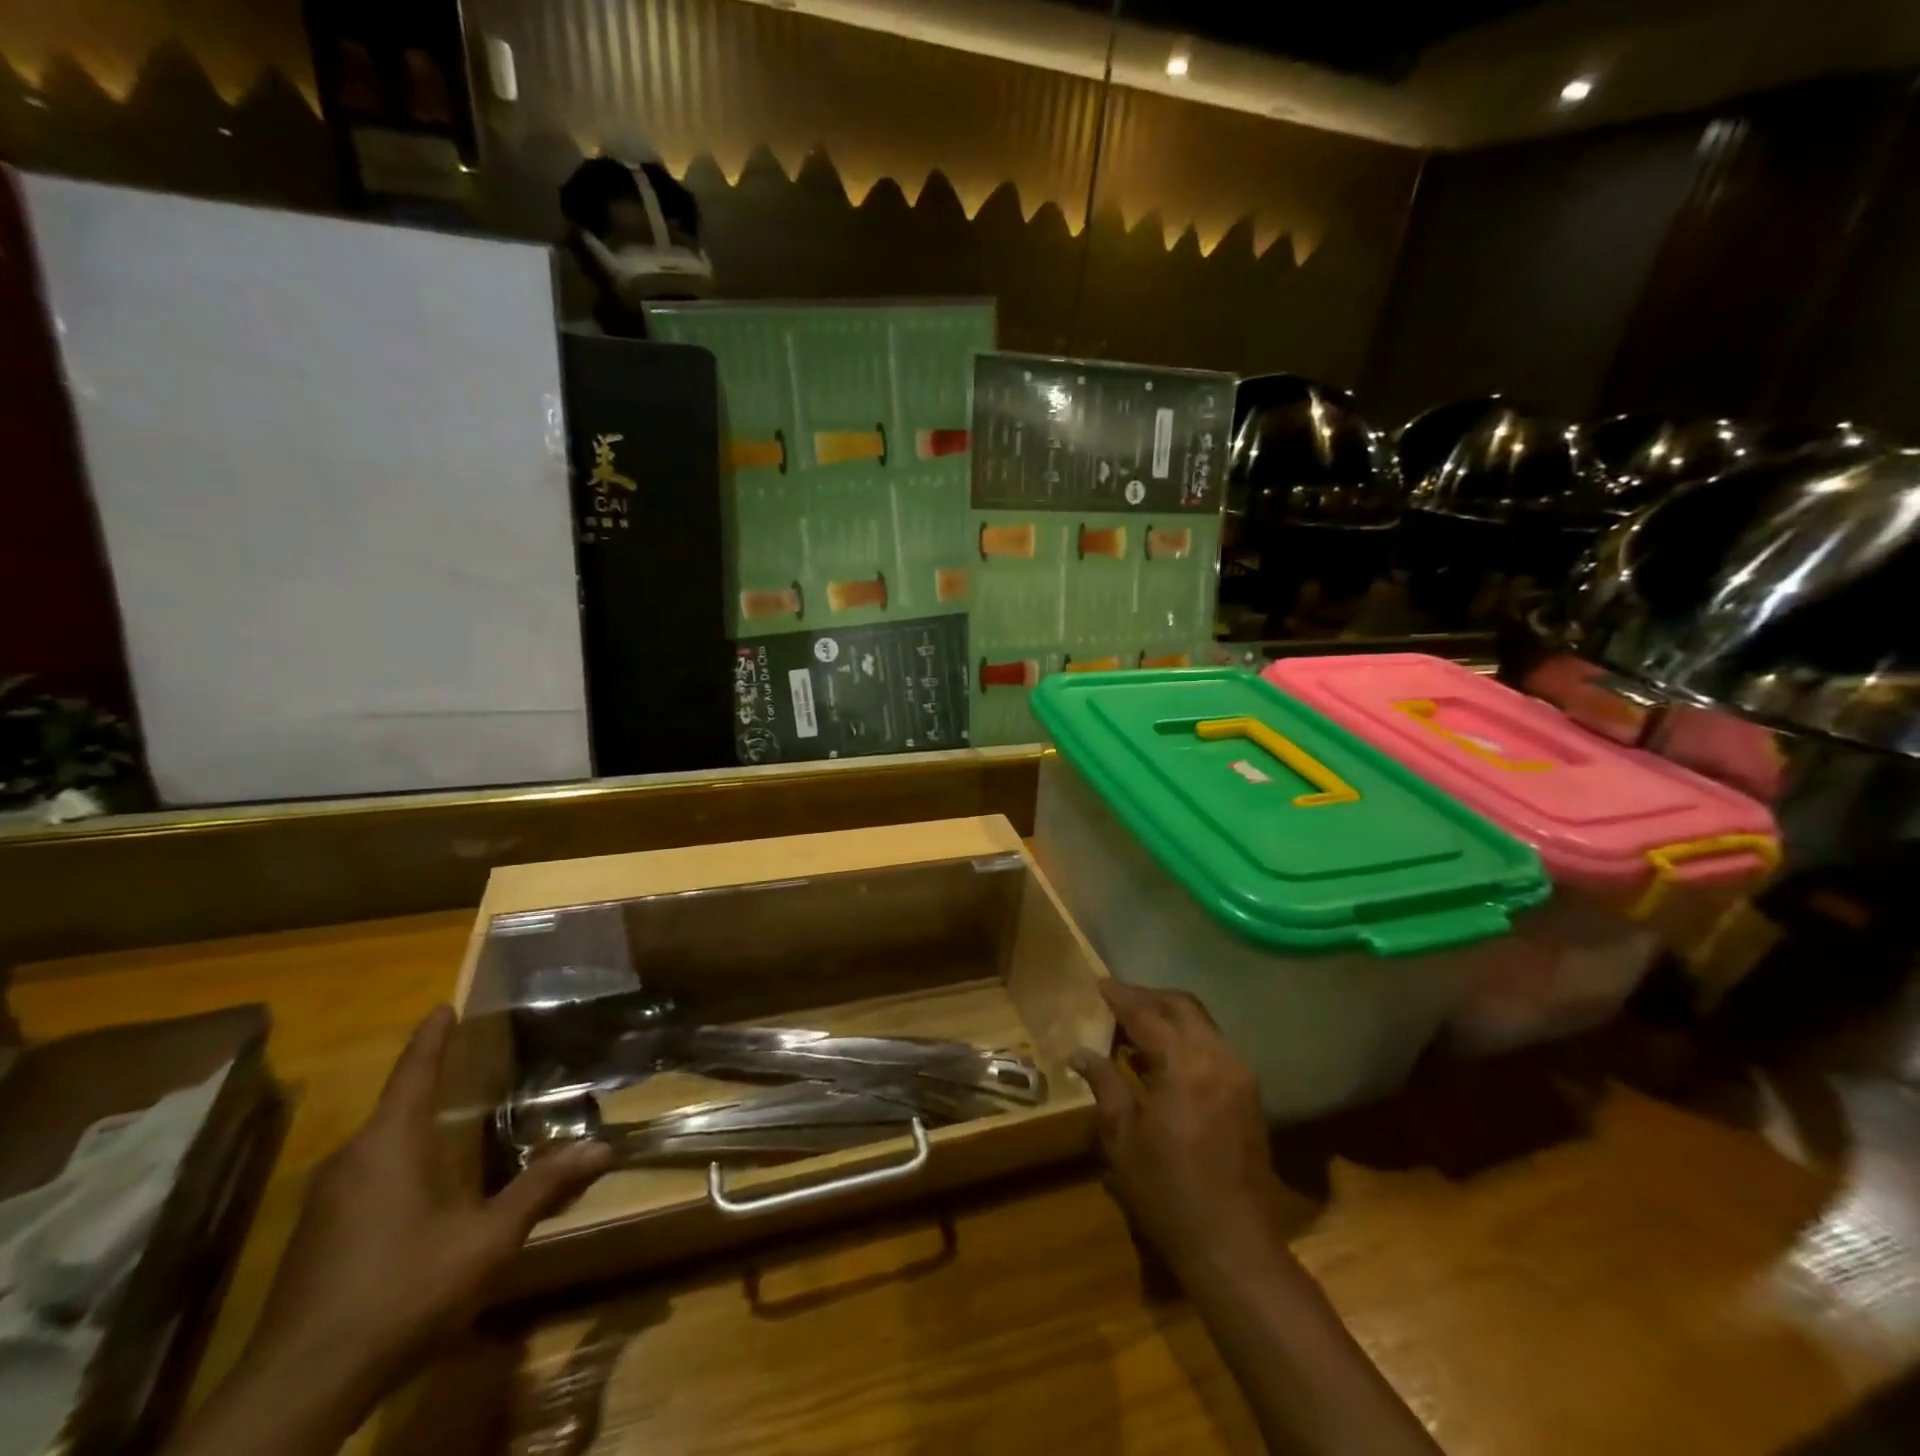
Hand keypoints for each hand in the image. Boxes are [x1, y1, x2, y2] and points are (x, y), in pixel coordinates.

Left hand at [244, 1006, 611, 1407]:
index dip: (432, 1039)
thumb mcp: (485, 1241)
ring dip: (415, 1125)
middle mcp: (350, 1162)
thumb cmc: (400, 1293)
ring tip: (456, 1116)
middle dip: (430, 1081)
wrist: (297, 1392)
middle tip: (472, 1061)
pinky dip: (400, 1161)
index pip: (414, 1074)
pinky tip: (425, 1185)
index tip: (444, 1006)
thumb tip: (602, 1146)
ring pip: (378, 1145)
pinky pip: (366, 1176)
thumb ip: (541, 1189)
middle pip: (395, 1106)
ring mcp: (325, 1204)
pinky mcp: (316, 1239)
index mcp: (387, 1147)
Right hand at [1070, 981, 1285, 1275]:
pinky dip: (1187, 1037)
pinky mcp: (1249, 1094)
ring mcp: (1240, 1075)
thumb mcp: (1123, 1139)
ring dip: (1170, 1015)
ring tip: (1136, 1025)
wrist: (1233, 1247)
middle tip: (1117, 999)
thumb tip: (1080, 1052)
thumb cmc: (1168, 1194)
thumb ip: (1105, 1085)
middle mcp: (1218, 1058)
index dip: (1121, 997)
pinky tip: (1164, 1055)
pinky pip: (1214, 1045)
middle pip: (1182, 1006)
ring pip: (1202, 1023)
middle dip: (1149, 997)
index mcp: (1184, 1066)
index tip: (1099, 983)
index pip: (1148, 1014)